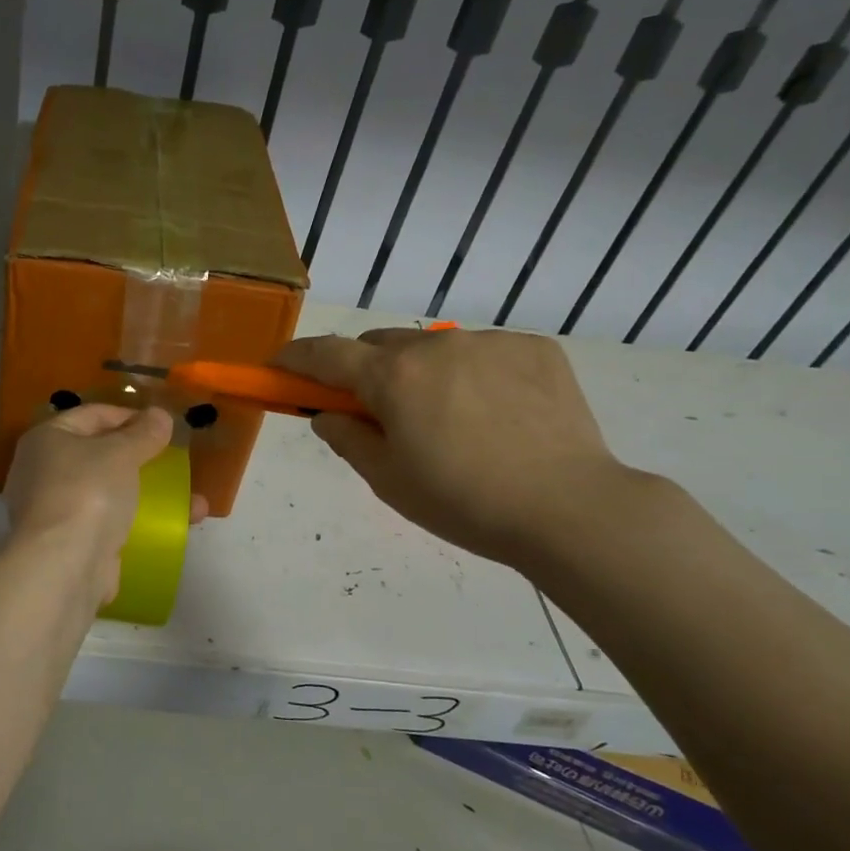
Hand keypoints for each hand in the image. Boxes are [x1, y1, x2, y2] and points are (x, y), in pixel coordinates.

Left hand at [2, 404, 205, 602]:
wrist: (63, 566)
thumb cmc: (87, 492)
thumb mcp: (121, 453)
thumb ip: (144, 433)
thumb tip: (160, 415)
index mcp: (46, 439)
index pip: (92, 415)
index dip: (129, 415)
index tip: (163, 425)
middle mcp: (43, 471)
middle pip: (99, 454)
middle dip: (141, 458)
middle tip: (173, 460)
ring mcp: (55, 511)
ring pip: (109, 492)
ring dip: (148, 493)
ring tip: (192, 501)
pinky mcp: (71, 543)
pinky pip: (111, 523)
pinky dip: (139, 522)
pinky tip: (174, 527)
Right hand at [273, 327, 641, 569]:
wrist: (571, 509)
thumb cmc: (464, 503)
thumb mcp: (389, 481)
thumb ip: (347, 439)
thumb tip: (328, 414)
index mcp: (392, 378)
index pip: (325, 354)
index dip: (295, 358)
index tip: (278, 365)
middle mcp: (435, 346)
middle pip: (379, 344)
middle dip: (365, 370)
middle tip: (377, 411)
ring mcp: (489, 341)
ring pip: (434, 349)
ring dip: (423, 373)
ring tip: (453, 422)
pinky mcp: (534, 348)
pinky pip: (484, 353)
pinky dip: (473, 374)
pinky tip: (497, 415)